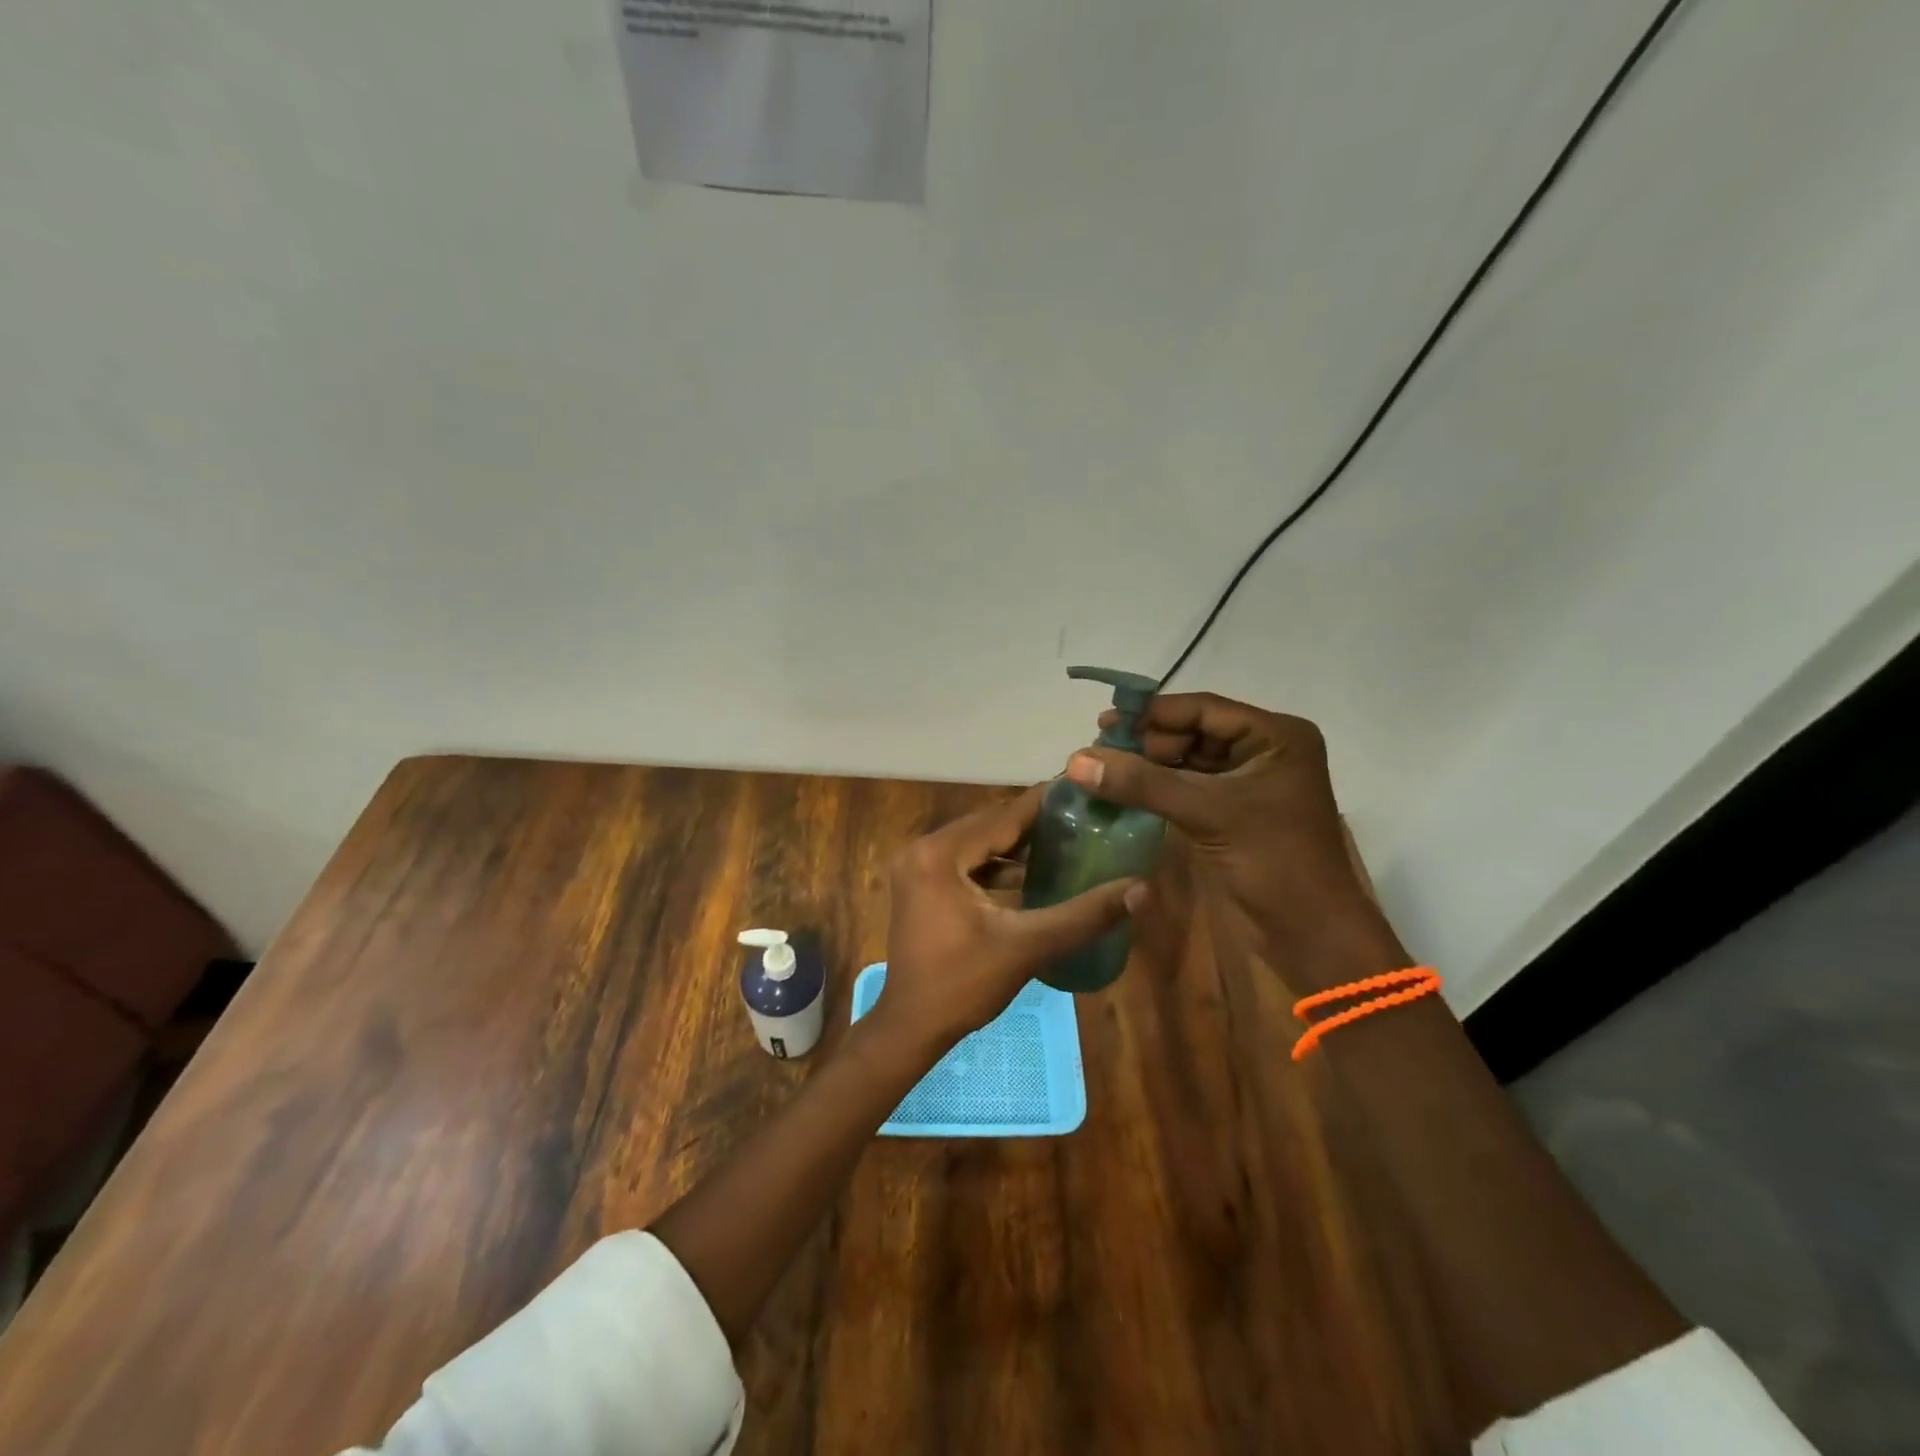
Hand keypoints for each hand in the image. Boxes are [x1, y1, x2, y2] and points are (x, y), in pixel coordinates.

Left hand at [871, 784, 1140, 1057]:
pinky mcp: (919, 884)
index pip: (1003, 816)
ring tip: (1066, 840)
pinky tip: (1031, 873)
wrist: (912, 1027)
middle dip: (1034, 824)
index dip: (1045, 803)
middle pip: (989, 825)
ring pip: (977, 843)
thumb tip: (1141, 889)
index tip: (1085, 789)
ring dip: (1016, 845)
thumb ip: (1084, 915)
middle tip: (1083, 816)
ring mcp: (916, 866)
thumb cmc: (963, 985)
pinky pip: (964, 861)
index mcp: (939, 854)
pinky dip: (995, 865)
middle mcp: (922, 849)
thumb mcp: (1027, 946)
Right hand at [1067, 693, 1402, 992]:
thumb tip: (1076, 760)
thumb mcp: (1206, 812)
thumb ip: (1141, 782)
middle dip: (1146, 742)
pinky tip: (1123, 791)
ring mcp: (1248, 782)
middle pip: (1192, 733)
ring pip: (1187, 761)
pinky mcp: (1233, 811)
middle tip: (1098, 751)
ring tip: (1102, 770)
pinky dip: (1157, 789)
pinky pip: (1188, 788)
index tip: (1104, 723)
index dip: (1152, 714)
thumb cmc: (1272, 860)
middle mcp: (1264, 750)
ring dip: (1147, 766)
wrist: (1309, 933)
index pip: (1203, 710)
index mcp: (1275, 736)